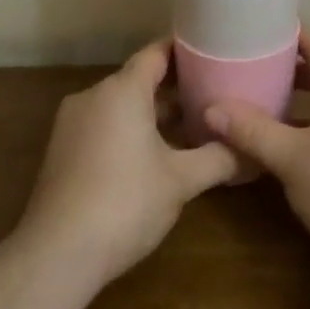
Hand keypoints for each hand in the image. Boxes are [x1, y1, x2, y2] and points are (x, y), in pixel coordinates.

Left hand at [20, 40, 237, 285]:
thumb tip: (254, 152)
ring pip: (121, 106)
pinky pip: (103, 126)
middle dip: (175, 88)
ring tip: (190, 129)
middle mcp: (94, 96)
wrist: (55, 256)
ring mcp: (72, 124)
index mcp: (122, 90)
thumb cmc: (124, 203)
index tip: (213, 53)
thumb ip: (219, 158)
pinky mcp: (62, 151)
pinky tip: (153, 158)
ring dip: (153, 114)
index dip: (186, 51)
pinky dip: (129, 131)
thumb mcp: (181, 181)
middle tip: (213, 96)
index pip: (157, 53)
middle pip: (139, 80)